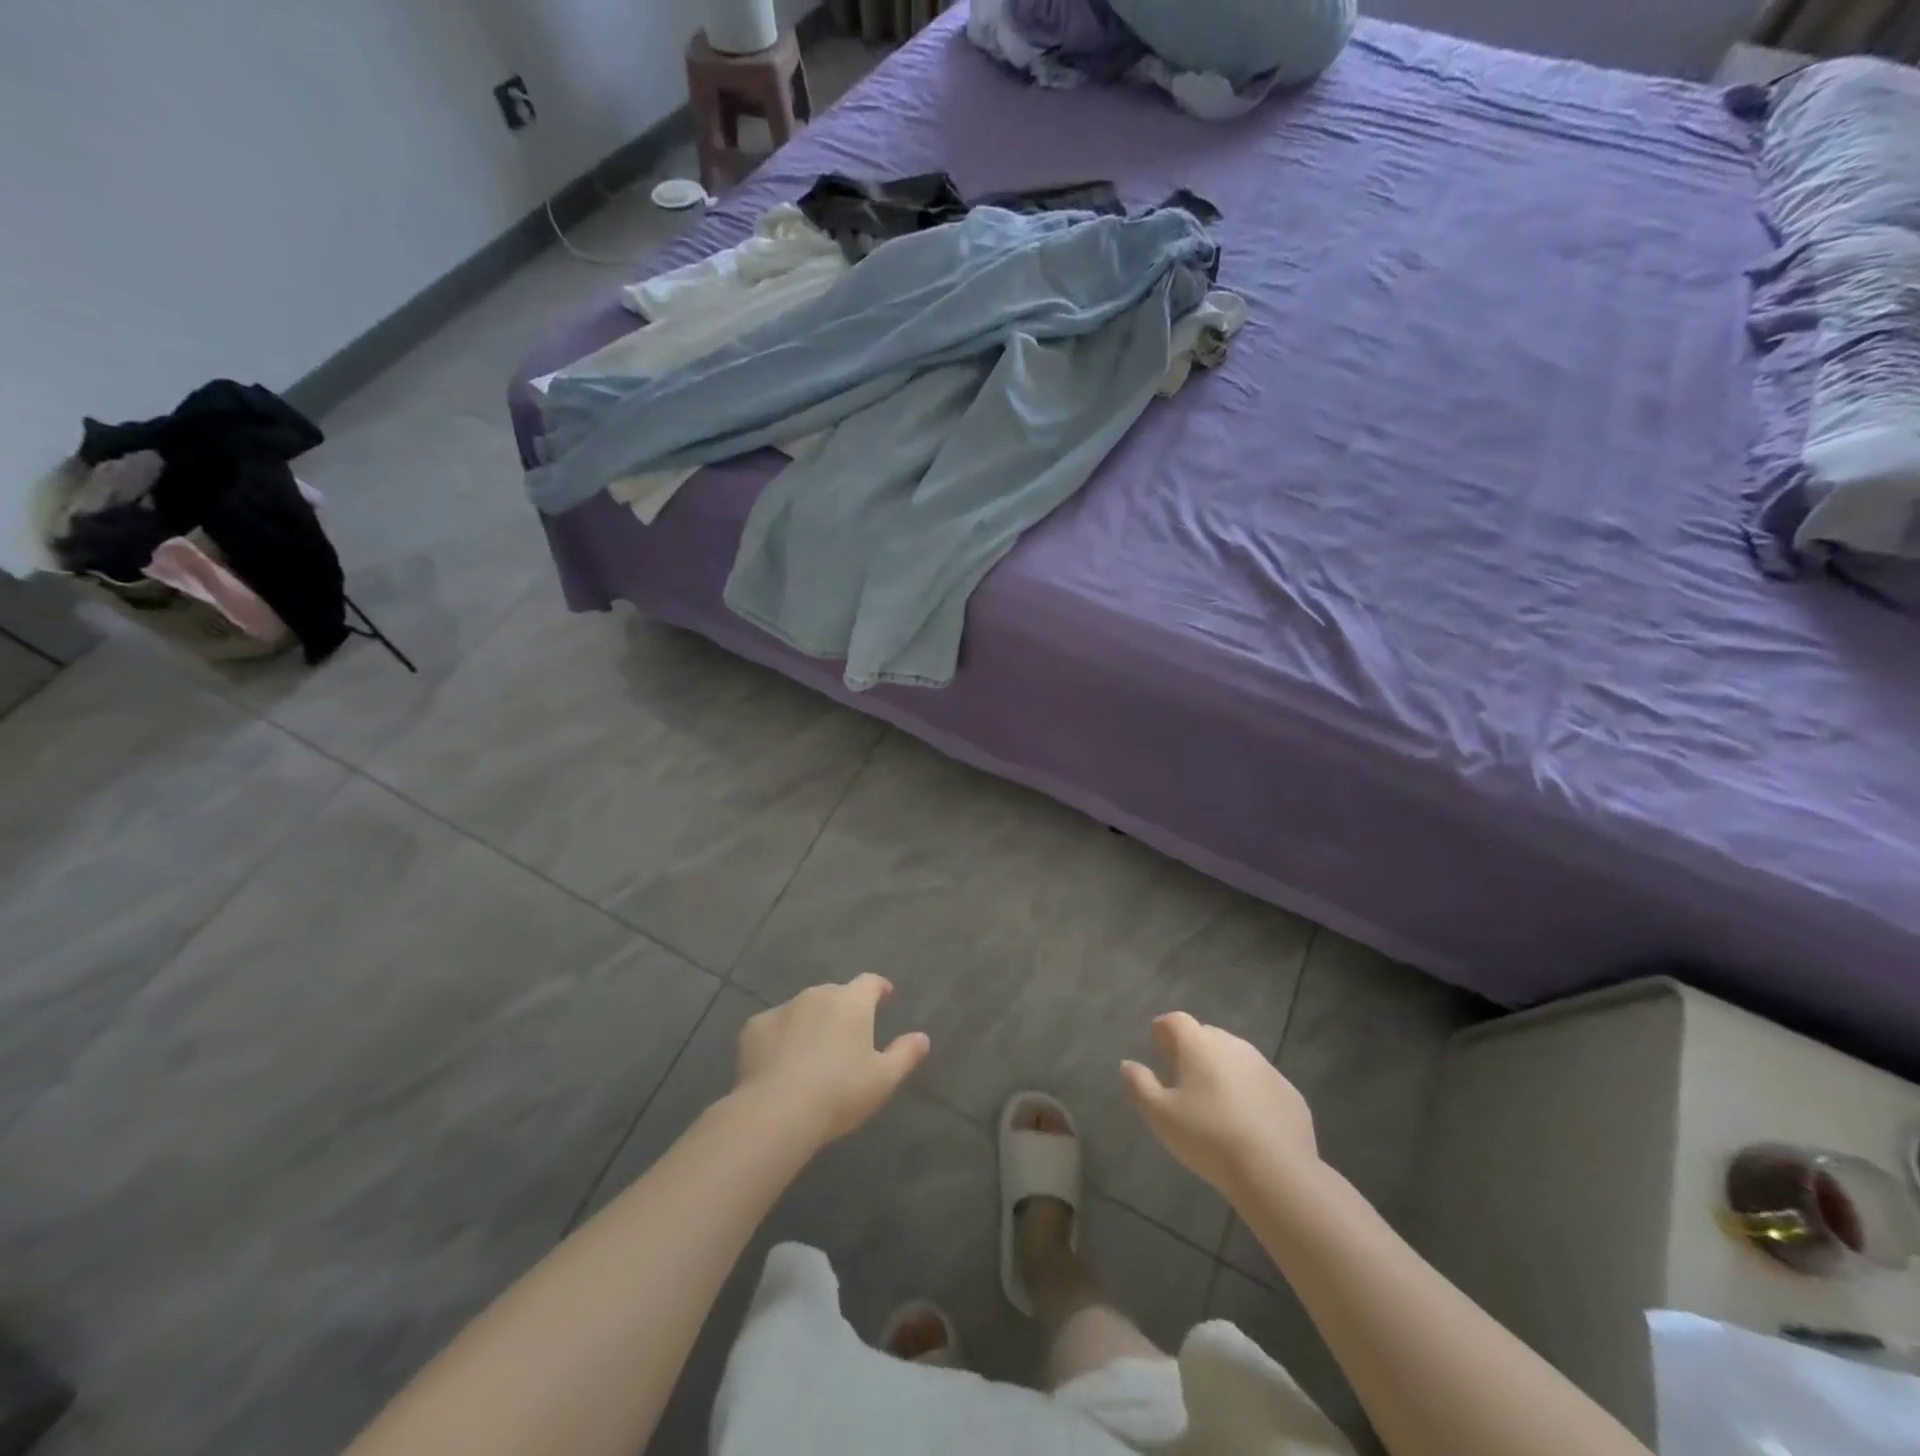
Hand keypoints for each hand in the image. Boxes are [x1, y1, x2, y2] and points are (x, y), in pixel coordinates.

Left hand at [736, 975, 930, 1144]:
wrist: (777, 1109)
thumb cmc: (839, 1092)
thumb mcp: (883, 1079)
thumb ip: (905, 1054)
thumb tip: (922, 1038)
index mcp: (852, 1002)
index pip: (870, 982)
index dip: (878, 988)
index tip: (884, 996)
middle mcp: (818, 995)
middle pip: (835, 994)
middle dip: (842, 1009)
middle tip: (846, 1037)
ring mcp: (783, 1008)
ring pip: (803, 1009)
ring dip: (810, 1022)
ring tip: (811, 1053)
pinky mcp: (753, 1028)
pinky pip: (773, 1027)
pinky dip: (780, 1038)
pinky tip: (779, 1063)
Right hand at [1122, 1012, 1317, 1199]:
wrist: (1276, 1171)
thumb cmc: (1208, 1137)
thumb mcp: (1160, 1115)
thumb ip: (1139, 1085)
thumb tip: (1128, 1065)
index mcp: (1199, 1044)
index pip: (1175, 1020)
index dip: (1163, 1030)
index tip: (1157, 1046)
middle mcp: (1232, 1045)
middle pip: (1206, 1035)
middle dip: (1192, 1049)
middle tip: (1182, 1077)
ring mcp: (1265, 1067)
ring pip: (1236, 1058)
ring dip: (1222, 1070)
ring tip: (1214, 1101)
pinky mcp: (1289, 1092)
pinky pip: (1261, 1083)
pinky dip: (1249, 1092)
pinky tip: (1246, 1122)